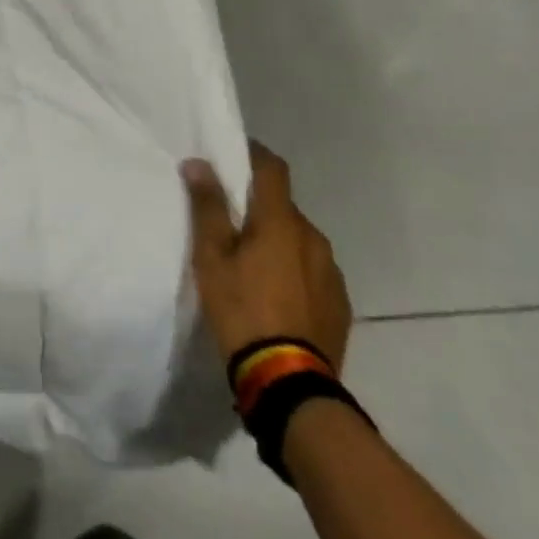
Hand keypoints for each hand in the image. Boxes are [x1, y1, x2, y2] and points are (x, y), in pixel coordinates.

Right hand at [182, 141, 351, 370]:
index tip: (233, 155)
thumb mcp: (211, 258)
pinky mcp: (340, 304)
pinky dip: (294, 270)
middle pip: (283, 207)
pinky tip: (276, 294)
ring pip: (299, 240)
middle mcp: (313, 238)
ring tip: (252, 264)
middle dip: (260, 207)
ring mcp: (331, 272)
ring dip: (278, 241)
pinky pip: (313, 270)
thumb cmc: (242, 310)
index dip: (254, 155)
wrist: (289, 384)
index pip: (272, 168)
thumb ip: (207, 207)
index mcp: (281, 221)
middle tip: (231, 224)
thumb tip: (198, 163)